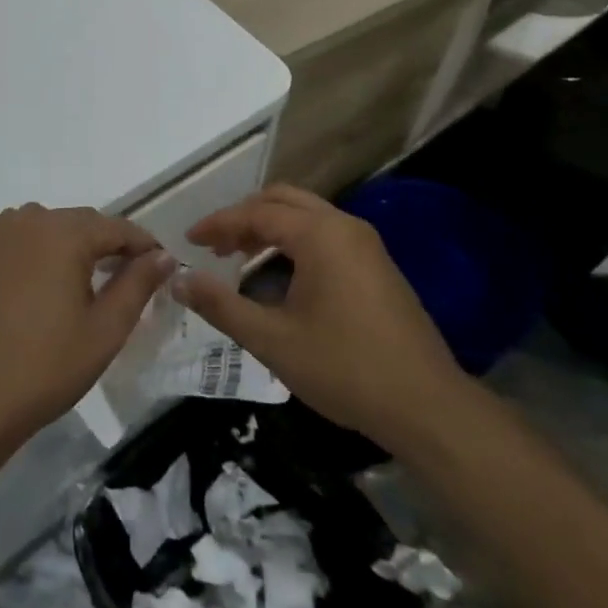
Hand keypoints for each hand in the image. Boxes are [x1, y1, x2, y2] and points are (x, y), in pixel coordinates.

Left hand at [0, 205, 172, 451]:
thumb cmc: (46, 366)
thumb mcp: (105, 329)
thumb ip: (138, 285)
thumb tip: (163, 255)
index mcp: (64, 233)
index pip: (116, 227)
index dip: (142, 245)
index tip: (160, 265)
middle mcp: (28, 219)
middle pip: (80, 222)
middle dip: (106, 244)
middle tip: (126, 276)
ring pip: (47, 226)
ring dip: (68, 244)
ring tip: (82, 280)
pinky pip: (15, 236)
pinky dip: (34, 248)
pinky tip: (39, 277)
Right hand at [174, 185, 466, 440]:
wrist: (428, 407)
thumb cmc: (345, 369)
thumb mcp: (272, 340)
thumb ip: (221, 306)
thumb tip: (180, 281)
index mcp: (320, 235)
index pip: (257, 213)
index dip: (218, 224)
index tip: (188, 240)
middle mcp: (344, 226)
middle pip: (283, 200)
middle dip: (244, 217)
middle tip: (215, 245)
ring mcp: (366, 245)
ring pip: (307, 216)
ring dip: (270, 229)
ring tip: (240, 260)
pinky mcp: (378, 265)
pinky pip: (326, 235)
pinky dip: (295, 242)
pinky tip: (280, 277)